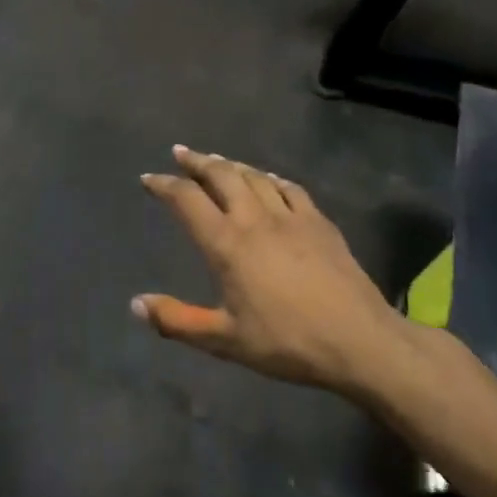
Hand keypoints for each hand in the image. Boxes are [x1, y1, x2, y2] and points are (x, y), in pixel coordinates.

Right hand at [134, 146, 419, 396]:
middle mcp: (255, 219)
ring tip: (216, 160)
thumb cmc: (286, 342)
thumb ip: (177, 320)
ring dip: (230, 164)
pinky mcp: (320, 222)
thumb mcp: (224, 340)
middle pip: (221, 175)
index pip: (187, 200)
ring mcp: (291, 216)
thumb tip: (136, 304)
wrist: (359, 341)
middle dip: (197, 162)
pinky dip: (270, 178)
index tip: (148, 178)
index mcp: (227, 244)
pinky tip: (268, 180)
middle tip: (181, 153)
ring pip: (254, 176)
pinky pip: (289, 188)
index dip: (164, 185)